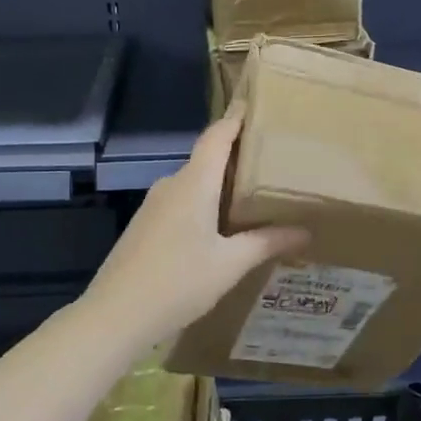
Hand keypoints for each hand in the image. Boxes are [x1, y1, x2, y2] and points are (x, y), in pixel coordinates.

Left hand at [83, 105, 310, 347]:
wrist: (114, 315)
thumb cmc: (177, 282)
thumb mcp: (230, 264)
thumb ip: (267, 242)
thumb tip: (305, 231)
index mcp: (194, 183)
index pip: (217, 136)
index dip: (236, 118)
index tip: (255, 104)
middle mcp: (172, 185)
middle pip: (207, 158)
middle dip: (236, 156)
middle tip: (270, 160)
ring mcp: (154, 205)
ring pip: (194, 183)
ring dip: (220, 184)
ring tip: (253, 195)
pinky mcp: (145, 225)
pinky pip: (181, 202)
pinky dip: (204, 203)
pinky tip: (220, 227)